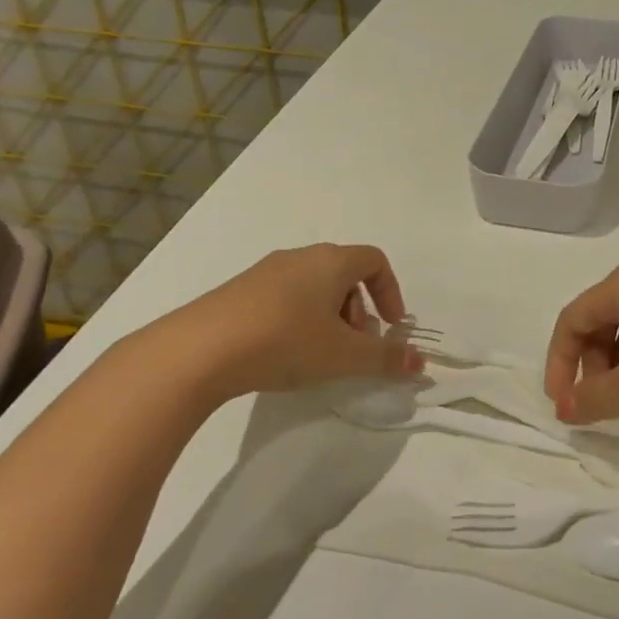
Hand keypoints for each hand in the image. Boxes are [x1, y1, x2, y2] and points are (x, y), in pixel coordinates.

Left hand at [139, 243, 423, 405]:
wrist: (197, 351)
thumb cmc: (285, 342)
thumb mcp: (343, 356)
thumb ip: (386, 358)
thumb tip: (421, 362)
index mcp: (330, 261)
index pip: (374, 261)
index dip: (391, 292)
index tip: (390, 327)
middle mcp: (299, 257)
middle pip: (344, 274)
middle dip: (359, 311)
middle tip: (353, 347)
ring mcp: (264, 272)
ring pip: (313, 287)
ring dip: (329, 317)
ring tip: (319, 355)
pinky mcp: (237, 292)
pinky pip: (283, 297)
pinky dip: (297, 320)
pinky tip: (282, 353)